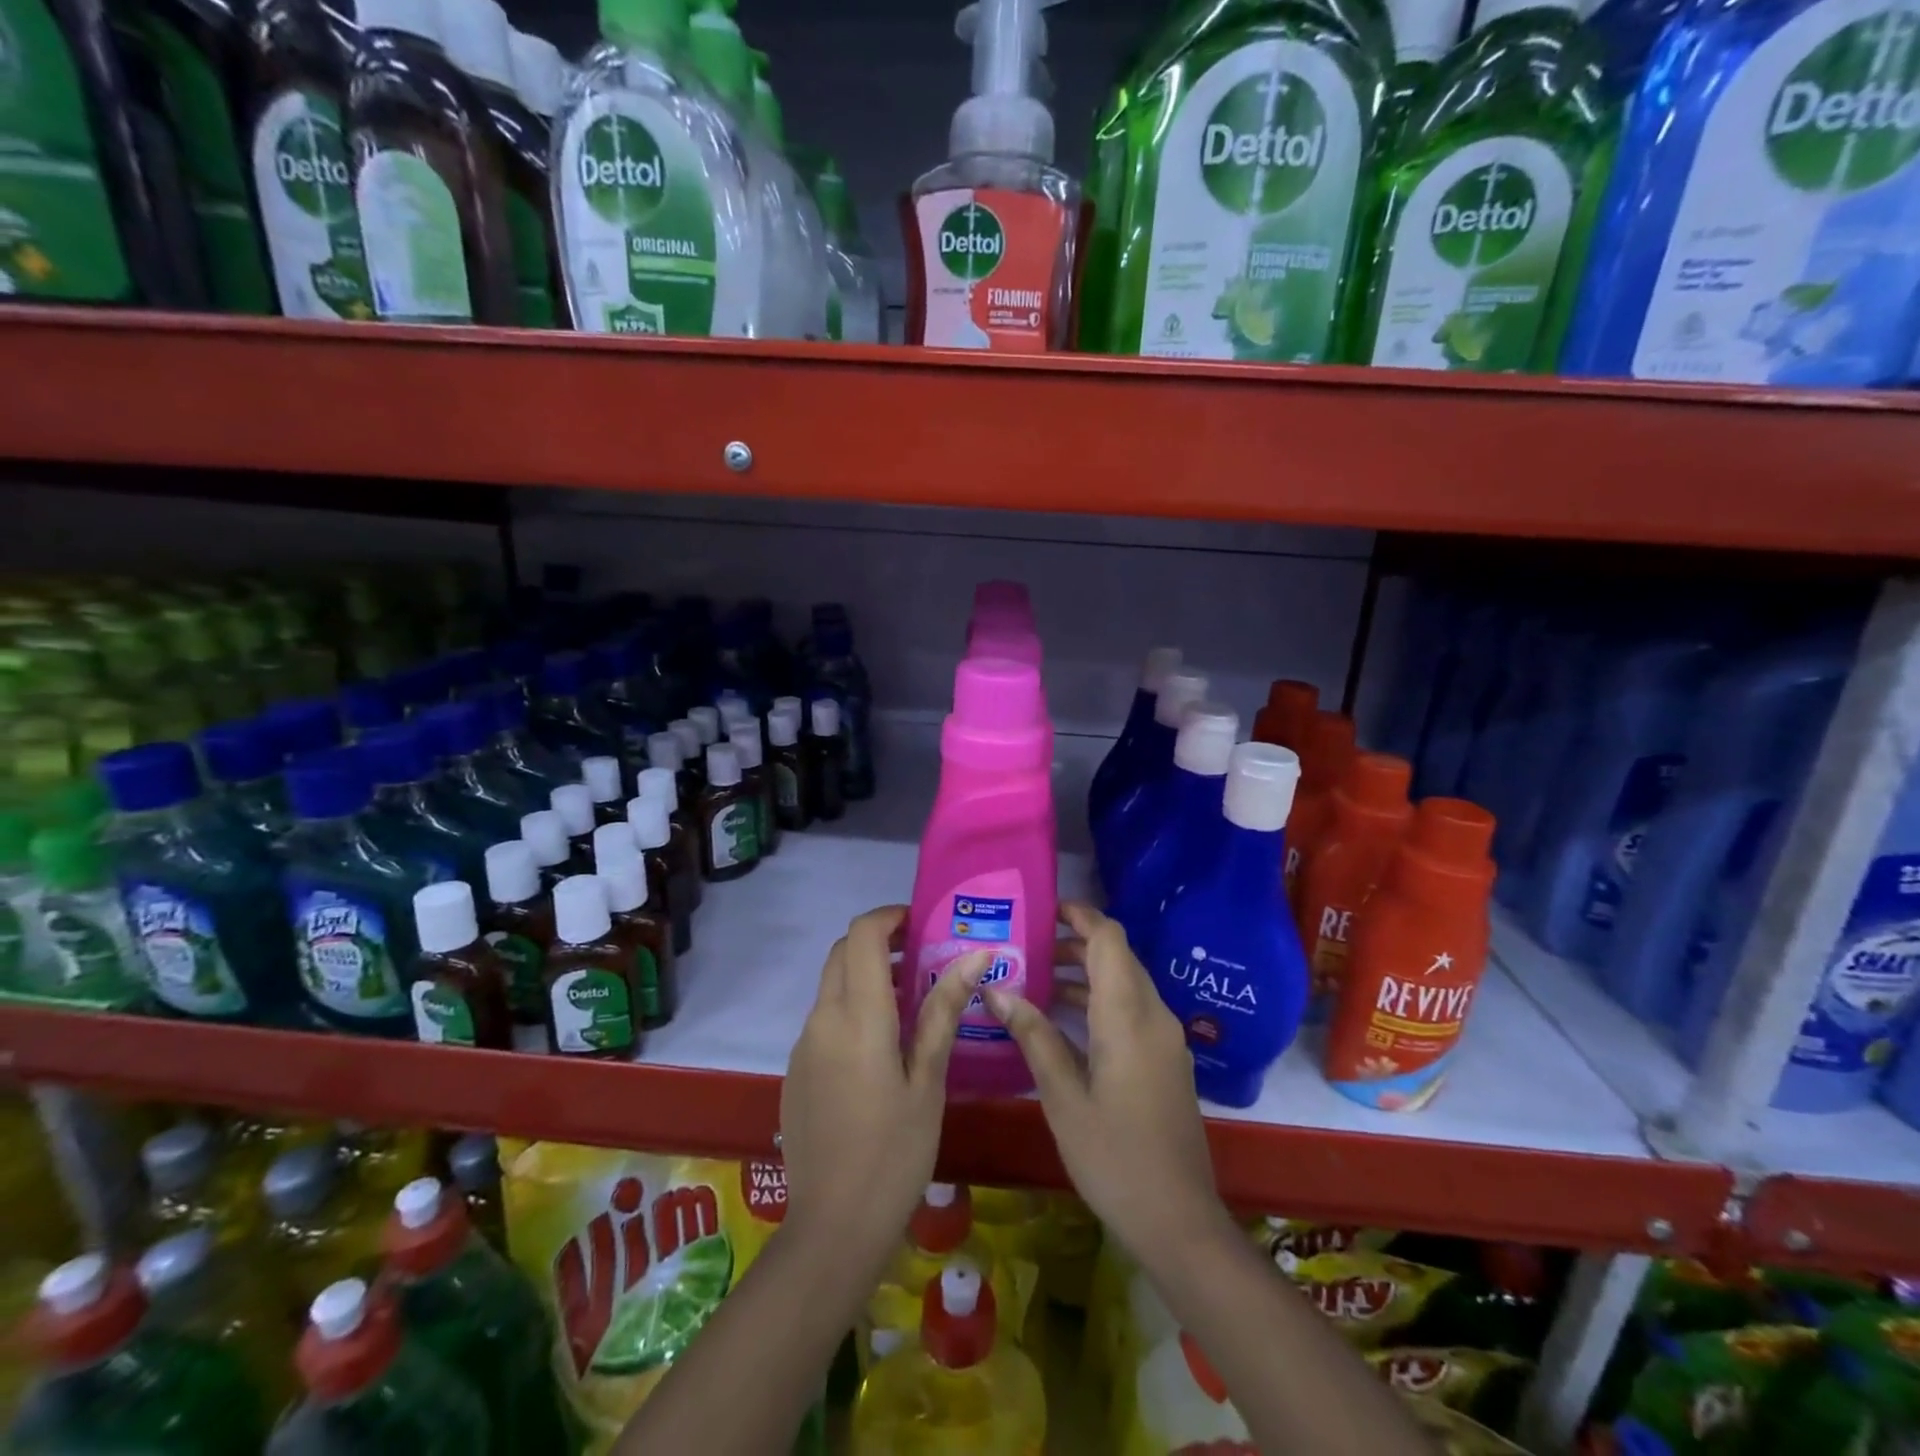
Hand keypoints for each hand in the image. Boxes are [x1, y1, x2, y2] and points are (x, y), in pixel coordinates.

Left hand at [780, 906, 989, 1258]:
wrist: (833, 1227)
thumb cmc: (896, 1151)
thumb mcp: (929, 1080)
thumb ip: (944, 1011)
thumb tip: (975, 955)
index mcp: (858, 1015)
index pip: (862, 935)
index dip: (889, 917)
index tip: (921, 924)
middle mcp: (822, 1018)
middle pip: (842, 953)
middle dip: (879, 943)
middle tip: (922, 960)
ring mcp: (804, 1045)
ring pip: (832, 985)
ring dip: (866, 976)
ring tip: (911, 1003)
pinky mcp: (796, 1069)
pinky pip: (824, 1018)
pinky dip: (851, 1007)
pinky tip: (881, 1047)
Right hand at [985, 901, 1227, 1256]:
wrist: (1179, 1220)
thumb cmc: (1114, 1157)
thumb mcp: (1063, 1097)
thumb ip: (1033, 1036)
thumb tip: (997, 989)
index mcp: (1128, 1016)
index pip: (1110, 939)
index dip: (1080, 916)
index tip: (1044, 910)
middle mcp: (1154, 1016)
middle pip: (1118, 957)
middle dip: (1076, 944)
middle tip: (1028, 947)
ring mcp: (1166, 1039)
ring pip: (1126, 984)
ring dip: (1087, 975)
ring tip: (1037, 979)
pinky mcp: (1168, 1061)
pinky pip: (1134, 1011)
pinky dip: (1101, 1001)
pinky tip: (1065, 1022)